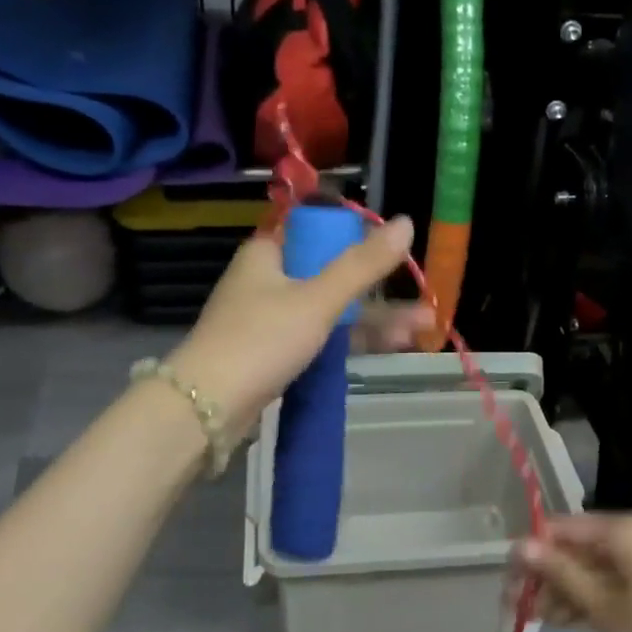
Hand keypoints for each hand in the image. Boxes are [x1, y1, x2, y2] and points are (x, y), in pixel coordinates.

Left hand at [170, 216, 418, 437]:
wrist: (207, 408)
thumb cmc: (260, 340)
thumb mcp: (318, 299)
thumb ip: (363, 265)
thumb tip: (406, 222)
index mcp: (268, 253)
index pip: (319, 231)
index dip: (358, 240)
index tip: (395, 258)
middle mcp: (268, 280)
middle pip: (332, 275)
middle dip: (379, 292)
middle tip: (424, 307)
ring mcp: (271, 320)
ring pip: (330, 310)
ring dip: (373, 319)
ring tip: (421, 331)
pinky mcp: (274, 353)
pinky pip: (320, 338)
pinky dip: (351, 340)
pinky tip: (388, 347)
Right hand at [514, 514, 631, 631]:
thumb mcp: (602, 607)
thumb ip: (559, 572)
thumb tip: (518, 545)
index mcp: (624, 529)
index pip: (562, 527)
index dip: (532, 553)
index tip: (509, 583)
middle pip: (577, 546)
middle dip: (547, 575)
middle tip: (519, 608)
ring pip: (593, 564)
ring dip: (565, 588)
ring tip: (542, 620)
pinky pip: (613, 576)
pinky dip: (591, 594)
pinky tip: (570, 619)